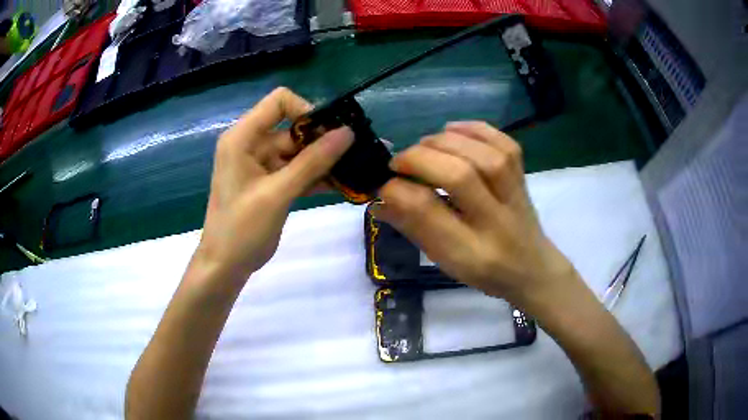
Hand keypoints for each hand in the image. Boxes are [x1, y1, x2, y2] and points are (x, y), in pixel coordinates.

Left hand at [194, 87, 353, 282]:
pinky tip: (339, 185)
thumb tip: (348, 133)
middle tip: (352, 156)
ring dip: (322, 161)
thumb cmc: (242, 229)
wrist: (225, 265)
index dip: (307, 111)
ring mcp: (260, 163)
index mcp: (243, 137)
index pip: (279, 102)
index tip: (330, 134)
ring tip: (351, 172)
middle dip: (322, 140)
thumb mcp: (277, 193)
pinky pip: (296, 170)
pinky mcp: (269, 182)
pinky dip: (315, 176)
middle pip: (292, 128)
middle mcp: (251, 143)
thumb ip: (312, 161)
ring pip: (298, 151)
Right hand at [372, 121, 575, 305]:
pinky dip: (476, 129)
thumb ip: (414, 228)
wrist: (533, 269)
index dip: (399, 192)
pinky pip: (505, 144)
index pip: (430, 214)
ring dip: (445, 142)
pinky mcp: (523, 177)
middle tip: (398, 162)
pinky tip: (452, 129)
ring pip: (485, 157)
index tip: (383, 186)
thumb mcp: (445, 260)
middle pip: (460, 177)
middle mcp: (497, 222)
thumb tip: (378, 201)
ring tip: (423, 146)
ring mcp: (515, 196)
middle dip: (421, 160)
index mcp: (471, 253)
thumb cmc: (485, 271)